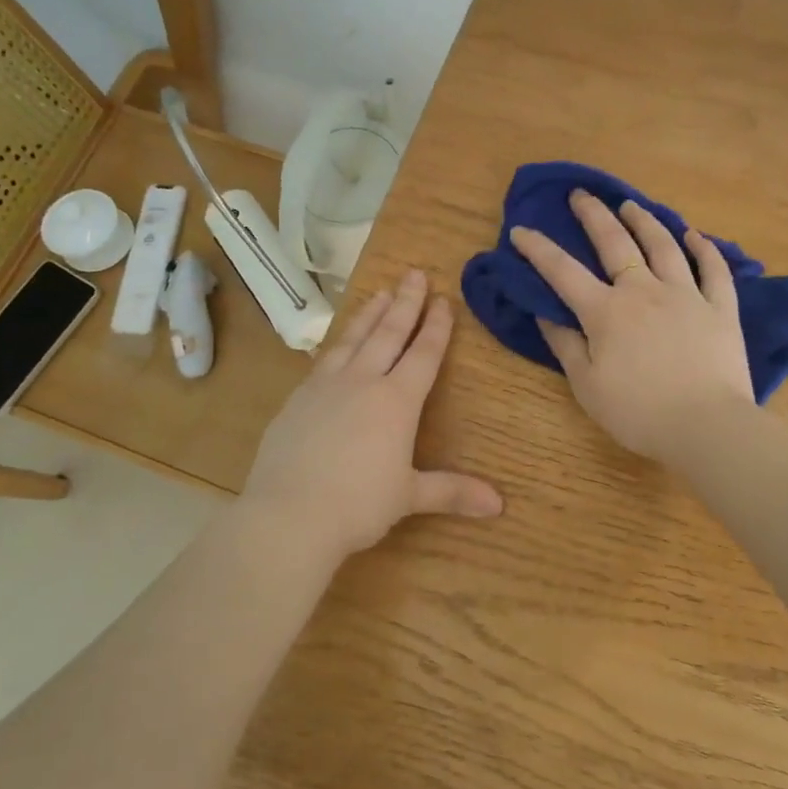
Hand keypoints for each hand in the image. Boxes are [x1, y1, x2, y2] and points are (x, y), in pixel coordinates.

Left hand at [239, 269, 503, 567]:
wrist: (288, 514)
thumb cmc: (358, 505)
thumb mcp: (409, 496)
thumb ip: (452, 492)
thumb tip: (499, 505)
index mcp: (397, 401)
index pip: (423, 354)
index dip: (436, 327)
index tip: (443, 300)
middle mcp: (362, 382)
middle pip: (388, 333)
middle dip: (405, 303)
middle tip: (415, 274)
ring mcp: (325, 386)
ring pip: (353, 338)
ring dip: (370, 313)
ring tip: (381, 292)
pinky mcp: (297, 399)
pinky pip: (323, 359)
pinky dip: (337, 343)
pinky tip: (337, 342)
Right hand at [510, 191, 753, 463]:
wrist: (706, 426)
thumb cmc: (638, 413)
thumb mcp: (587, 385)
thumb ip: (565, 345)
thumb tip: (545, 312)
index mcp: (606, 312)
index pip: (563, 272)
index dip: (538, 249)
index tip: (520, 230)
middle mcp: (644, 291)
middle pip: (615, 242)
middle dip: (593, 215)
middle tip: (580, 194)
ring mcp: (686, 295)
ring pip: (663, 245)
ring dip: (644, 221)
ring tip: (630, 204)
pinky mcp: (721, 308)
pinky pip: (713, 269)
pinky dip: (703, 248)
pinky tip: (693, 234)